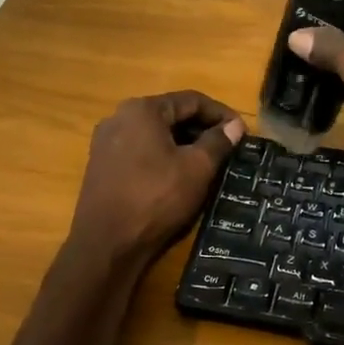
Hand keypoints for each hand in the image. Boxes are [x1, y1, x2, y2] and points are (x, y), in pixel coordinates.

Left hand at [69, 91, 243, 266]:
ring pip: (154, 134)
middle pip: (170, 115)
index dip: (221, 114)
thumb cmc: (156, 198)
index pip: (191, 100)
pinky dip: (162, 157)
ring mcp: (106, 142)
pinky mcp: (101, 166)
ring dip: (183, 144)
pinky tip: (177, 177)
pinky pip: (140, 152)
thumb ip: (218, 142)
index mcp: (142, 110)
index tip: (241, 131)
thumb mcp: (197, 169)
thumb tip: (235, 125)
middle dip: (201, 129)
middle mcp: (119, 117)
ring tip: (207, 164)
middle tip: (227, 149)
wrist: (107, 244)